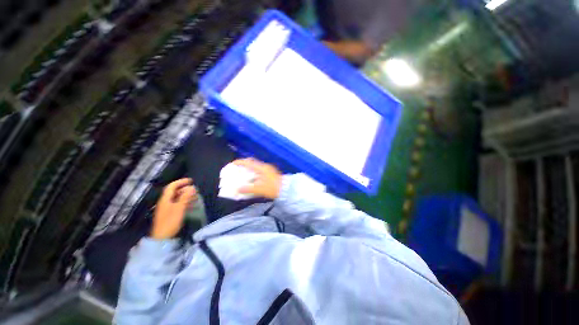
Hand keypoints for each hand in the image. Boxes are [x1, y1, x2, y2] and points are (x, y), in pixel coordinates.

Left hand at [151, 178, 196, 239]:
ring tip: (195, 197)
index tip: (191, 181)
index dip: (181, 182)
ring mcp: (167, 208)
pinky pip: (178, 204)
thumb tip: (192, 187)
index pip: (172, 186)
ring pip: (177, 198)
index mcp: (165, 199)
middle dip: (185, 189)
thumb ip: (185, 197)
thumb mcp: (179, 208)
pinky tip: (191, 204)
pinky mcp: (169, 214)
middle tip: (195, 190)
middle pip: (175, 192)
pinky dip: (185, 202)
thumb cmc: (170, 221)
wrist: (162, 238)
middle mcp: (165, 202)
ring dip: (186, 195)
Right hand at [233, 158, 281, 199]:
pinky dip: (254, 172)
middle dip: (244, 165)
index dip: (240, 162)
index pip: (249, 162)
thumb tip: (238, 189)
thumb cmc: (272, 188)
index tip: (233, 164)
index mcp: (261, 168)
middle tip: (238, 169)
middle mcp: (265, 167)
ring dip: (249, 169)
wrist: (286, 190)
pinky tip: (252, 179)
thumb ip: (248, 189)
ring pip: (256, 166)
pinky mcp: (270, 173)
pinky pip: (259, 170)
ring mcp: (268, 169)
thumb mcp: (259, 189)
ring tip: (243, 174)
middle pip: (252, 162)